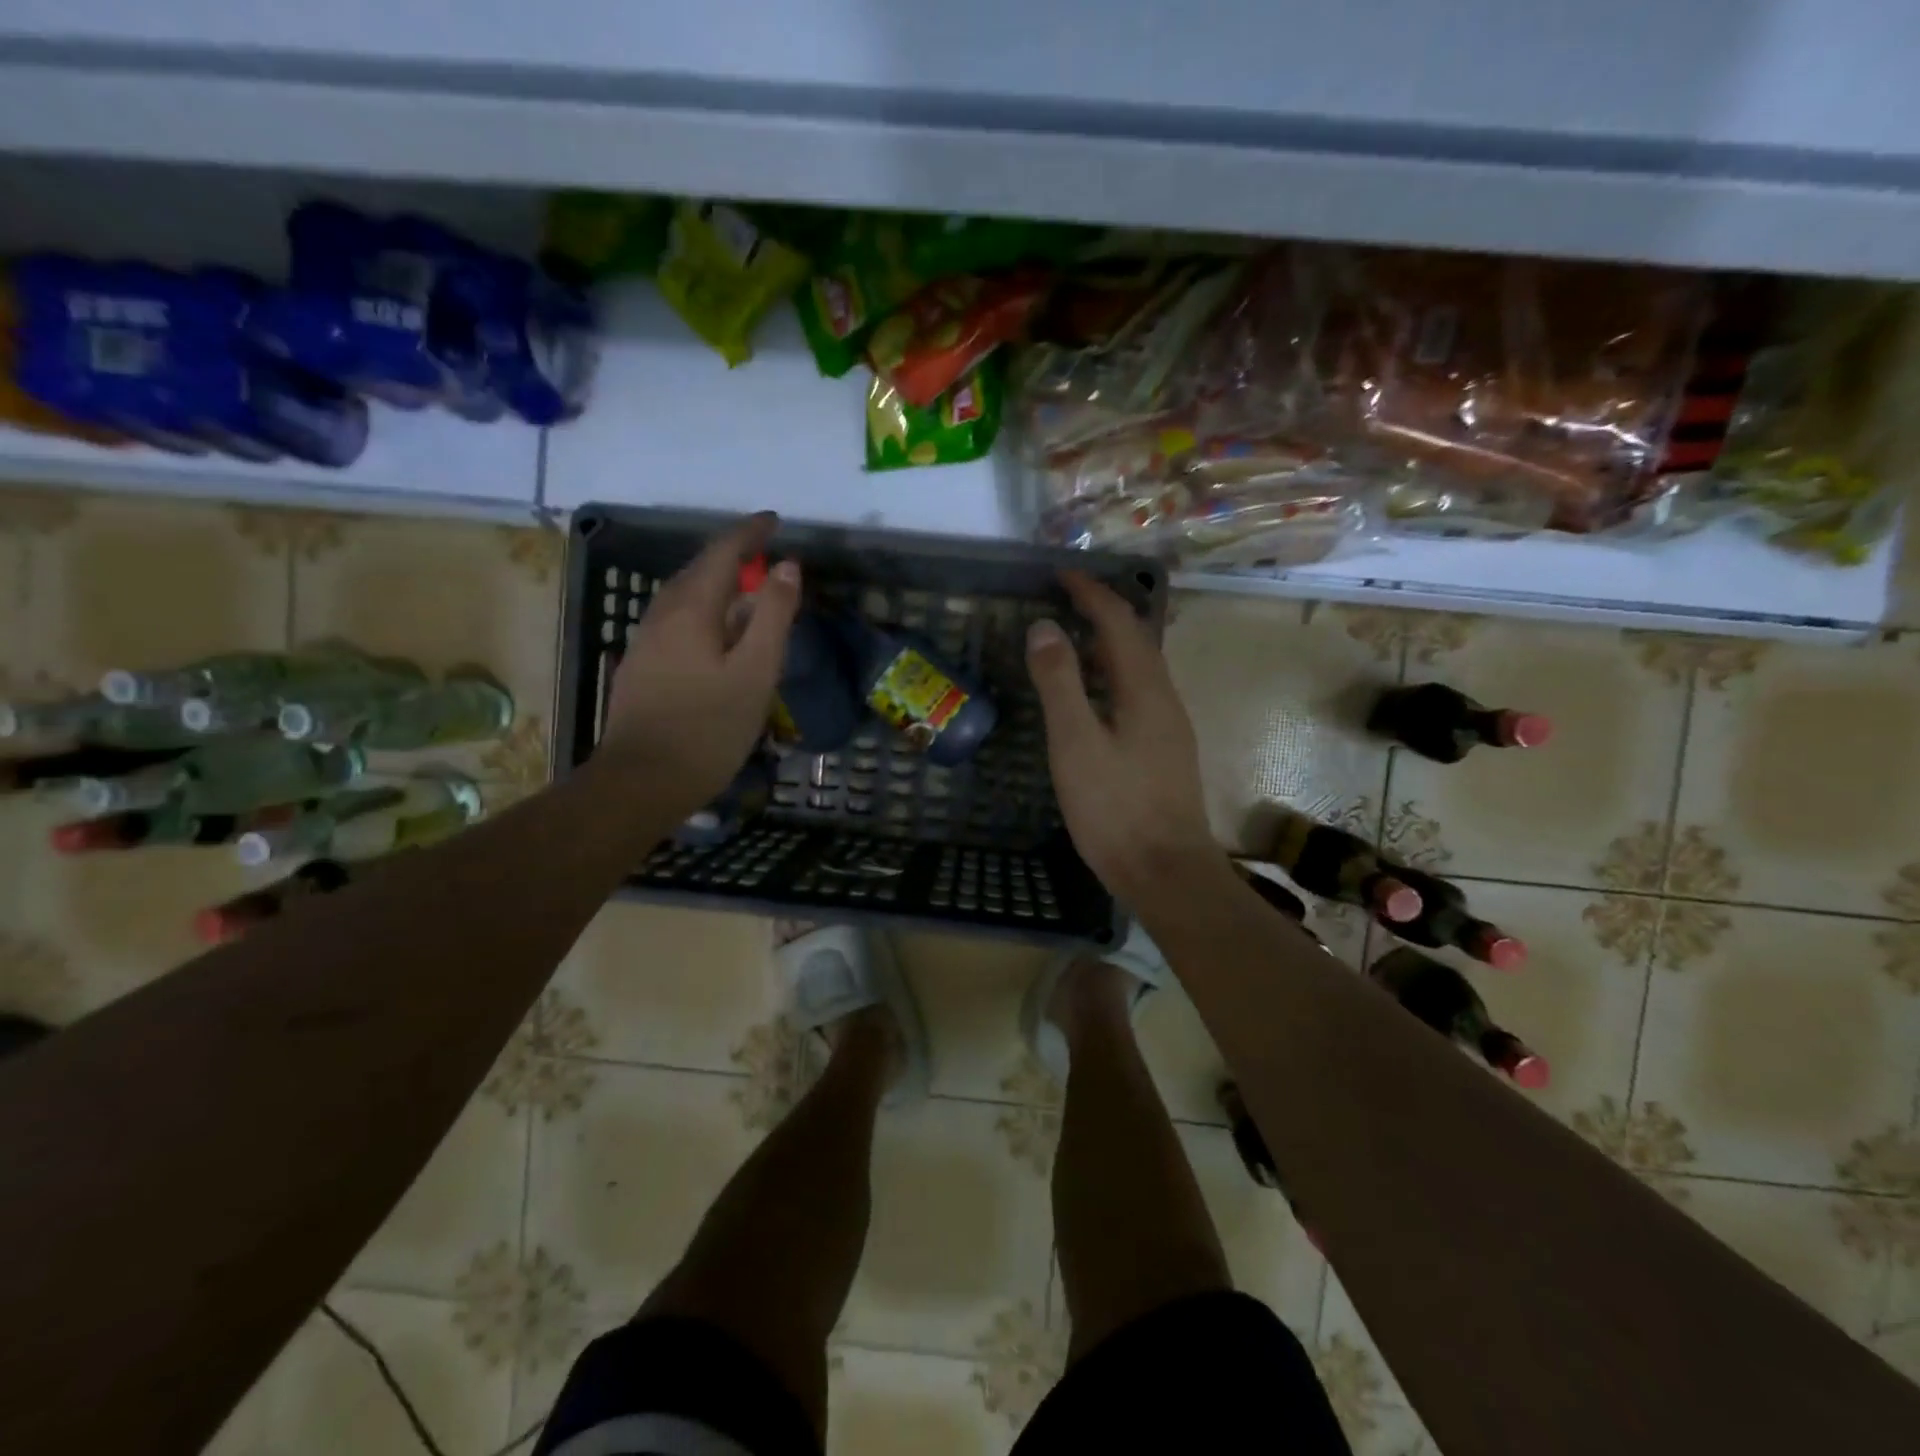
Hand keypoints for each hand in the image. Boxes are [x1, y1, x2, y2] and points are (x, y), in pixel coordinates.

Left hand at [599, 513, 798, 821]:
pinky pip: (676, 621)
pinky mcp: (641, 667)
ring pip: (683, 597)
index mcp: (691, 609)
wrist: (642, 781)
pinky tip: (714, 634)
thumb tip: (787, 566)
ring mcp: (646, 642)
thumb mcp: (756, 671)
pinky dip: (702, 611)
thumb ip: (774, 616)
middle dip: (730, 555)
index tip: (774, 521)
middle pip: (697, 570)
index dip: (749, 533)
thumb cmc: (709, 728)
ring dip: (714, 584)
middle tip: (763, 552)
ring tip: (744, 590)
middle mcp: (661, 615)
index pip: (722, 553)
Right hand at [1026, 571, 1218, 903]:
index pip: (1120, 622)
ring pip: (1139, 668)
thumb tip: (1044, 626)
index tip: (1060, 574)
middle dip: (1103, 611)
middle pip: (1137, 639)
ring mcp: (1169, 727)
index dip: (1091, 593)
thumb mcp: (1076, 743)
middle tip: (1064, 599)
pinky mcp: (1164, 752)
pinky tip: (1092, 696)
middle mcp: (1165, 698)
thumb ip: (1059, 683)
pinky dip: (1112, 675)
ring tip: (1072, 638)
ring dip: (1109, 643)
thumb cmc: (1115, 808)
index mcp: (1145, 689)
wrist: (1167, 873)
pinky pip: (1138, 693)